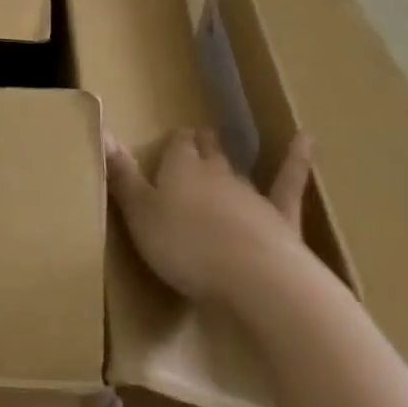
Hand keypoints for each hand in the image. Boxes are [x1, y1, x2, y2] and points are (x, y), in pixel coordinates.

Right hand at [105, 126, 313, 306]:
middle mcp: (215, 173)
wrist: (255, 279)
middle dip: (200, 145)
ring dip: (230, 162)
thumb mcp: (140, 214)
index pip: (176, 146)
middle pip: (207, 154)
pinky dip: (298, 159)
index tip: (171, 141)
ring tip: (223, 147)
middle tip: (198, 136)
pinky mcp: (282, 217)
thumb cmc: (186, 248)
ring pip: (237, 171)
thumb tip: (100, 127)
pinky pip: (289, 183)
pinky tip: (306, 138)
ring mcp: (251, 194)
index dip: (173, 144)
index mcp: (179, 169)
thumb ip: (121, 174)